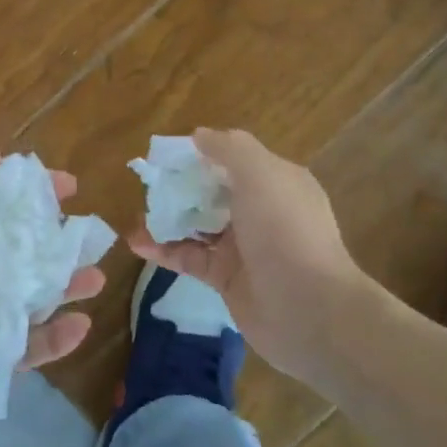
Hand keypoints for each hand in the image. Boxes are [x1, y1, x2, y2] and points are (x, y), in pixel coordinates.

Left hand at [0, 148, 101, 446]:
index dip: (30, 190)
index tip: (68, 186)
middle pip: (19, 247)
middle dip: (57, 239)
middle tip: (90, 237)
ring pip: (31, 295)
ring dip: (65, 285)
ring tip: (96, 278)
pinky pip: (29, 345)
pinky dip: (56, 337)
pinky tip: (80, 325)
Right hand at [128, 128, 373, 380]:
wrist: (310, 311)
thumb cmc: (286, 232)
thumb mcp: (262, 175)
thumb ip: (229, 149)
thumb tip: (198, 135)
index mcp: (275, 182)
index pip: (233, 158)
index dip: (200, 154)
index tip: (165, 155)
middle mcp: (260, 211)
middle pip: (211, 191)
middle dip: (179, 187)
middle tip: (146, 186)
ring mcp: (243, 247)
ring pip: (197, 225)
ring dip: (167, 219)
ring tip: (135, 216)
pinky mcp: (225, 278)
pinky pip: (189, 257)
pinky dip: (163, 250)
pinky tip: (137, 243)